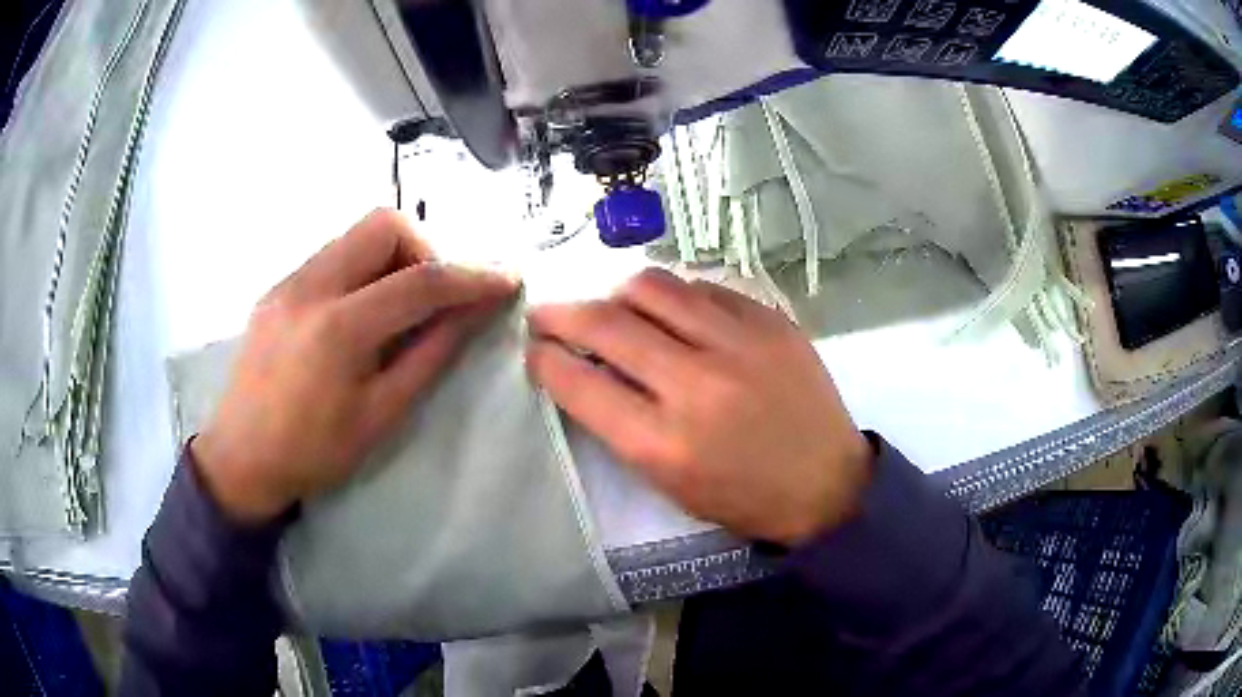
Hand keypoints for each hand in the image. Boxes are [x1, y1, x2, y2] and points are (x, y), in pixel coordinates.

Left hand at [192, 209, 518, 522]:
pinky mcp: (277, 288)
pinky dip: (362, 271)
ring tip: (396, 308)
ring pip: (356, 234)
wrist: (240, 458)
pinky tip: (360, 315)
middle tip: (432, 299)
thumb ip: (429, 355)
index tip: (506, 280)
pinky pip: (332, 256)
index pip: (419, 280)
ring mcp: (288, 281)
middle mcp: (310, 286)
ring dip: (392, 258)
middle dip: (424, 251)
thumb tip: (473, 313)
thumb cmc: (313, 452)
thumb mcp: (381, 415)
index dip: (472, 277)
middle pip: (383, 224)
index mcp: (338, 328)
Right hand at [527, 269, 871, 544]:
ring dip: (616, 295)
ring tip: (616, 310)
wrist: (827, 484)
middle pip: (606, 323)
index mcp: (664, 443)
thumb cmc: (742, 497)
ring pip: (651, 286)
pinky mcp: (770, 321)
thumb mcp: (668, 483)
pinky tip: (675, 314)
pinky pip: (702, 287)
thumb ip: (620, 424)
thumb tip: (584, 368)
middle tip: (546, 314)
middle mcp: (697, 384)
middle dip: (560, 313)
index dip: (543, 359)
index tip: (533, 349)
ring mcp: (739, 344)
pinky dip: (674, 297)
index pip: (579, 382)